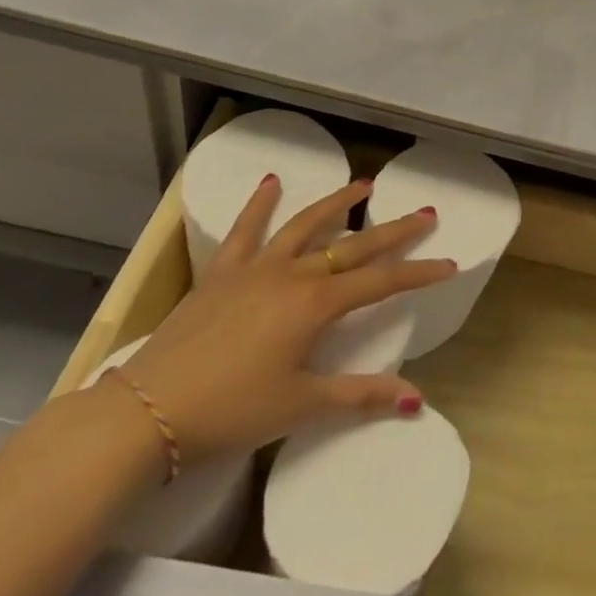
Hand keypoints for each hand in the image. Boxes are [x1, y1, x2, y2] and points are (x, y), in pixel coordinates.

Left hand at [118, 175, 455, 465]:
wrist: (146, 413)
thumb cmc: (231, 412)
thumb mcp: (301, 407)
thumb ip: (361, 396)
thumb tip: (417, 399)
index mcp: (316, 305)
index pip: (381, 282)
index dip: (419, 273)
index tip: (449, 264)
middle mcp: (292, 274)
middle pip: (353, 246)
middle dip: (394, 231)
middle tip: (424, 213)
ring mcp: (255, 269)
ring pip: (305, 226)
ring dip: (336, 203)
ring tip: (363, 185)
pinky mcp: (221, 273)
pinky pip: (244, 231)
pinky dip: (259, 204)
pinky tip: (271, 182)